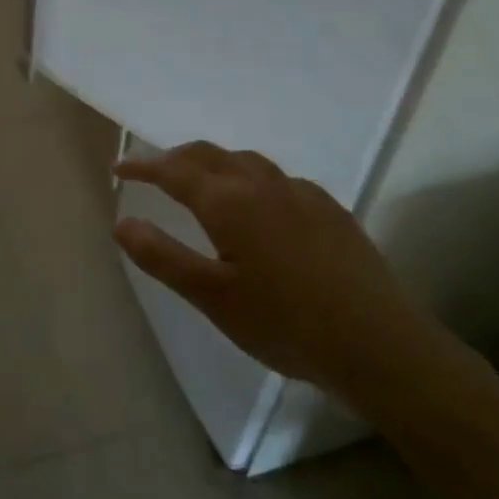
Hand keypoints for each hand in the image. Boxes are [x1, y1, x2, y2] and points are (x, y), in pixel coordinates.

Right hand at [114, 142, 458, 413]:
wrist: (378, 343)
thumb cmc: (284, 323)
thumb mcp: (212, 297)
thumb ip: (162, 257)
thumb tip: (122, 222)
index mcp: (229, 202)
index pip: (174, 171)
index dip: (143, 166)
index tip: (119, 169)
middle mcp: (262, 185)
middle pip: (210, 155)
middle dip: (176, 157)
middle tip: (153, 171)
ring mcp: (301, 194)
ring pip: (247, 162)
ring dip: (215, 162)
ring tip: (202, 180)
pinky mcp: (330, 210)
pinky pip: (279, 179)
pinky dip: (252, 178)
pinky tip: (261, 206)